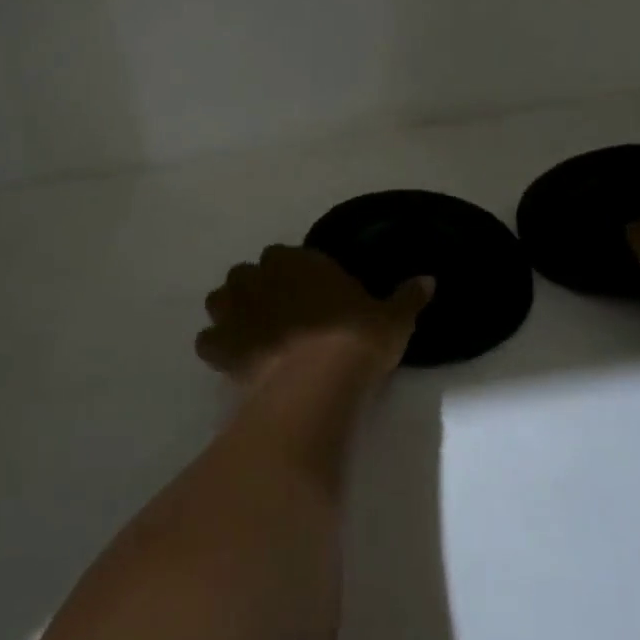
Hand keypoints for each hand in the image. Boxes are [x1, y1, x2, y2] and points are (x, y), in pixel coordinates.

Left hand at [196, 245, 432, 387]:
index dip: (293, 273)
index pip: (284, 255)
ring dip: (231, 311)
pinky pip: (209, 341)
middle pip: (247, 273)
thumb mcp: (393, 319)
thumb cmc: (355, 341)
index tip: (307, 294)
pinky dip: (218, 348)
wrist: (317, 384)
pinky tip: (234, 361)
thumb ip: (408, 297)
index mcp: (298, 262)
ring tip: (251, 332)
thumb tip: (430, 279)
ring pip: (220, 300)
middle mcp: (260, 278)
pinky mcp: (221, 347)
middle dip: (257, 288)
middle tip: (279, 314)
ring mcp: (235, 312)